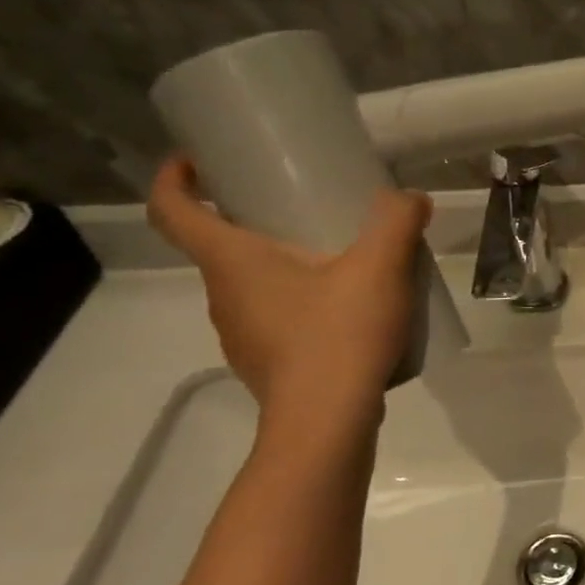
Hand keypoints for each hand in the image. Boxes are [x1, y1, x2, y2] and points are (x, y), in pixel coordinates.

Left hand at [147, 157, 432, 409]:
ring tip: (332, 259)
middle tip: (295, 205)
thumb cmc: (340, 334)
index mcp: (231, 262)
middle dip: (246, 220)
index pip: (173, 212)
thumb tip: (411, 198)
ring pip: (248, 285)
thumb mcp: (380, 266)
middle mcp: (223, 296)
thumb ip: (397, 222)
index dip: (174, 180)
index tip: (194, 161)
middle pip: (217, 248)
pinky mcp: (265, 363)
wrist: (329, 422)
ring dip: (277, 264)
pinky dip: (297, 302)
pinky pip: (273, 318)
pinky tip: (344, 310)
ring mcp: (241, 335)